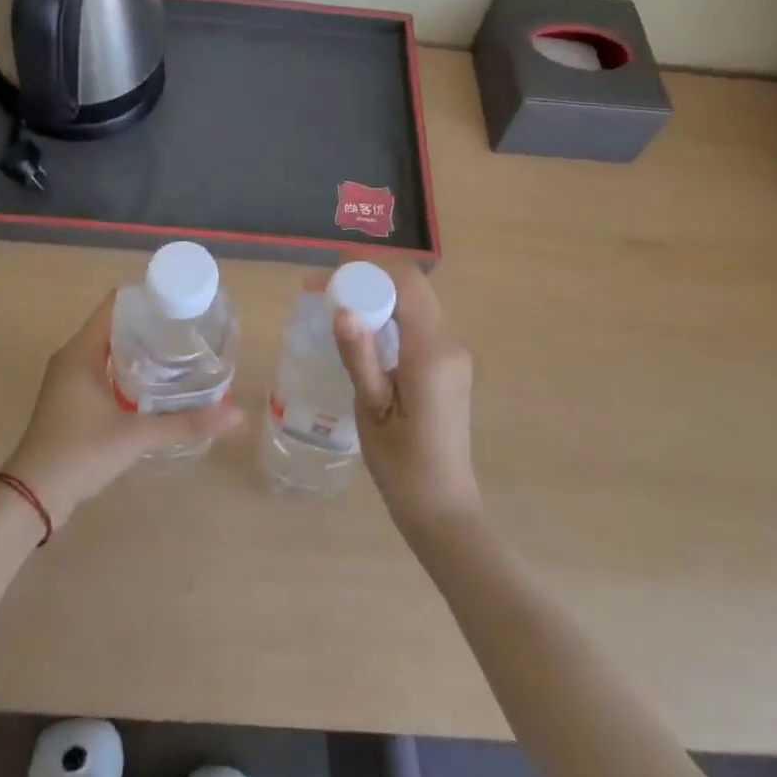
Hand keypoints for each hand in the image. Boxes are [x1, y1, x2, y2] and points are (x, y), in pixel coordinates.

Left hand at [1, 293, 242, 528]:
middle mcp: (73, 357)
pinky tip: (156, 384)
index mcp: (81, 351)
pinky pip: (104, 370)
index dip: (147, 297)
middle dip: (151, 324)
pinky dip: (129, 369)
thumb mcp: (134, 437)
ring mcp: (70, 380)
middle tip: (189, 328)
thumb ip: (184, 424)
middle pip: (115, 325)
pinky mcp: (72, 400)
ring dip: (140, 348)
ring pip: (110, 349)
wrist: (31, 499)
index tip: (181, 300)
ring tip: (180, 352)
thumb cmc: (78, 454)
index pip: (115, 305)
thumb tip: (236, 415)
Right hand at [320, 258, 481, 536]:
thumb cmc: (402, 466)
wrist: (442, 509)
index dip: (367, 268)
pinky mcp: (447, 364)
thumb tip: (342, 309)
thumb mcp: (372, 410)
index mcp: (432, 353)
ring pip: (415, 301)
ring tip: (335, 304)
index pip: (406, 283)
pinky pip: (417, 322)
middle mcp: (449, 343)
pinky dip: (388, 313)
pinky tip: (361, 329)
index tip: (328, 275)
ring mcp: (452, 353)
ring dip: (377, 293)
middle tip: (324, 289)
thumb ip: (360, 356)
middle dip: (368, 277)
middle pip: (412, 287)